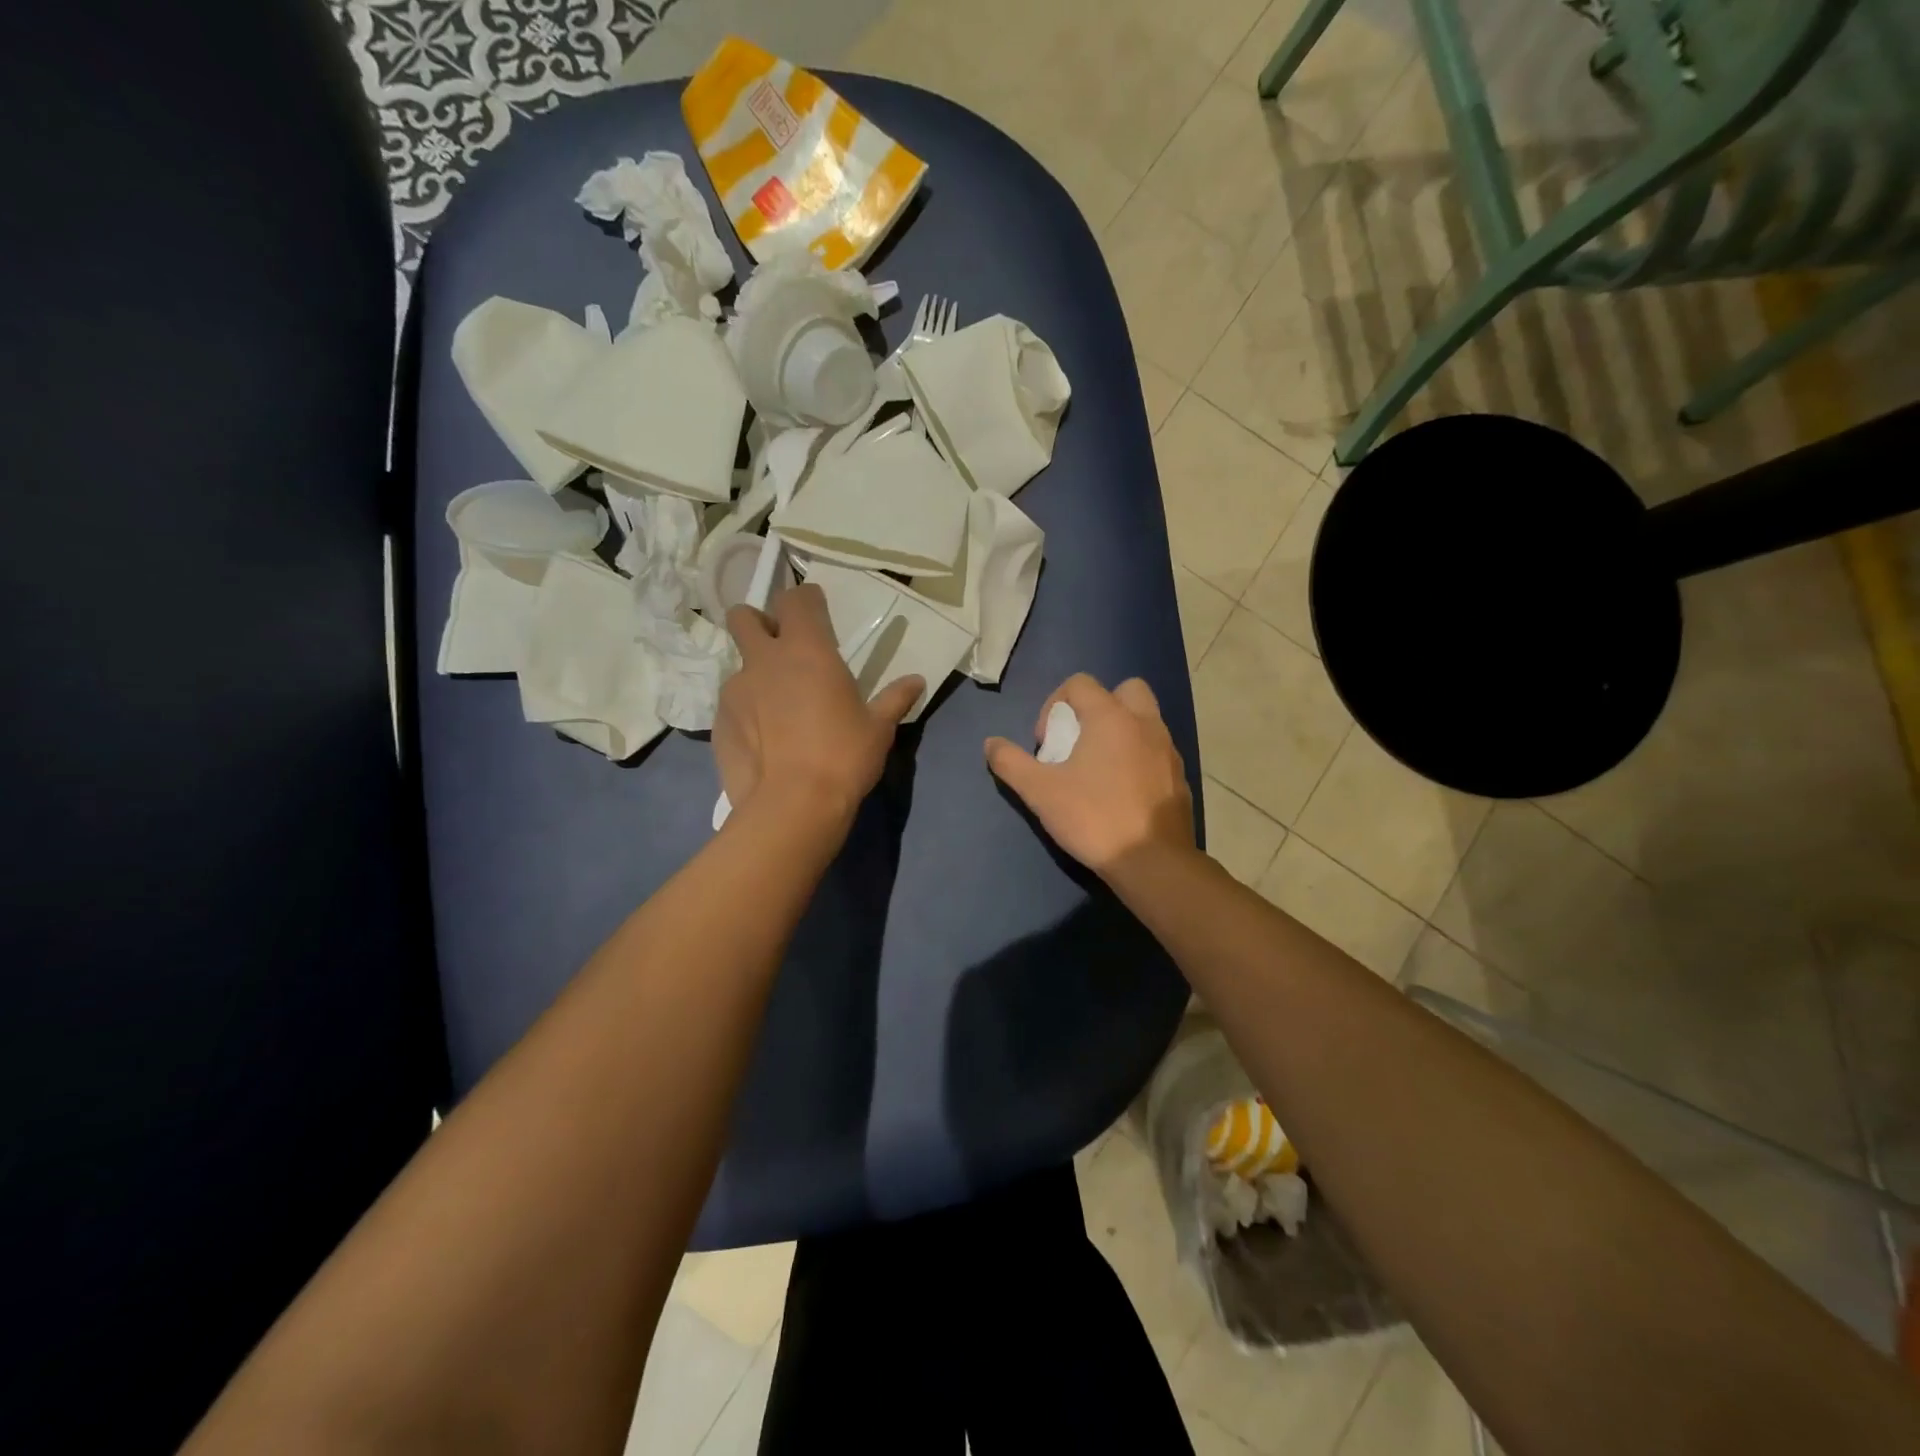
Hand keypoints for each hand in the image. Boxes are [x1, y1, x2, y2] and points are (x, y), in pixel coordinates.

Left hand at [717, 584, 922, 828]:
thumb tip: (917, 681)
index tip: (817, 612)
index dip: (805, 600)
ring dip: (756, 673)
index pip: (795, 599)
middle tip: (781, 646)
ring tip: (777, 707)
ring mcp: (736, 689)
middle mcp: (765, 659)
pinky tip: (764, 739)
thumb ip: (895, 698)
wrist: (793, 805)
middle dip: (759, 622)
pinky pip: (732, 703)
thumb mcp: (878, 728)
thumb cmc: (844, 756)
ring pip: (739, 664)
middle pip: (744, 616)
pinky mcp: (719, 721)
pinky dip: (746, 711)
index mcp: (807, 649)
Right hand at [984, 674, 1194, 875]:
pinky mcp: (1179, 777)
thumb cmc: (1093, 818)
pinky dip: (1139, 758)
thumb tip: (990, 743)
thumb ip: (1011, 763)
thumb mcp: (1040, 792)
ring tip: (1099, 769)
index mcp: (1110, 717)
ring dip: (1121, 731)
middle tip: (1080, 741)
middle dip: (1099, 706)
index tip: (1047, 743)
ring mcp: (1168, 749)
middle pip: (1125, 689)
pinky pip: (1157, 751)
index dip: (1054, 705)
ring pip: (1145, 720)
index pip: (1080, 683)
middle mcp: (1145, 723)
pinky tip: (1122, 792)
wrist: (1152, 861)